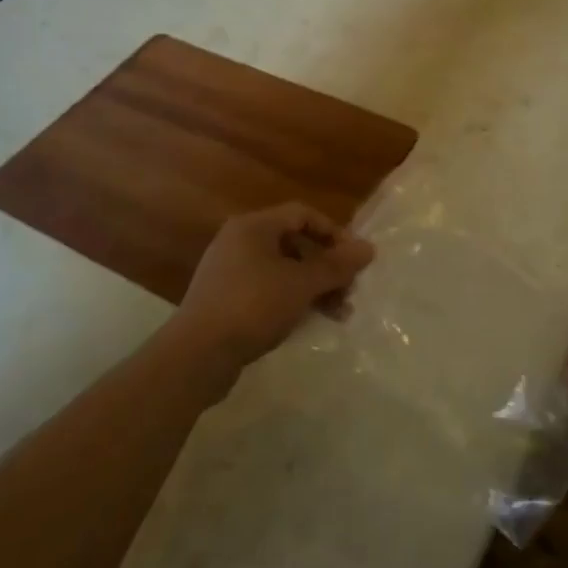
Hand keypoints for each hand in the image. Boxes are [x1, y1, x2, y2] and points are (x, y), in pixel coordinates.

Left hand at [175, 202, 375, 370]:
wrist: (197, 354)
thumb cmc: (253, 306)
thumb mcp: (302, 284)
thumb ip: (336, 265)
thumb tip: (369, 248)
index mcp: (253, 226)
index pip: (302, 214)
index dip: (333, 232)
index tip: (355, 259)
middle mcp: (239, 241)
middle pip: (294, 243)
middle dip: (326, 266)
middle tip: (349, 291)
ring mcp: (229, 271)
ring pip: (282, 270)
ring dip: (314, 287)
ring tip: (338, 314)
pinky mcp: (224, 299)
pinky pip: (267, 289)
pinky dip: (291, 300)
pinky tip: (308, 321)